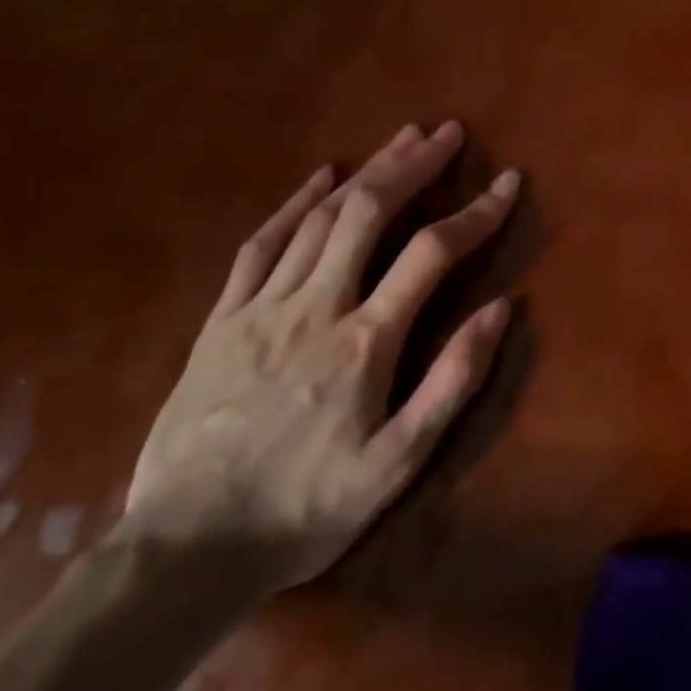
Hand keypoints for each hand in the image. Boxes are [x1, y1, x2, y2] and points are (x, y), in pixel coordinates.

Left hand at [121, 121, 518, 594]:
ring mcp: (261, 309)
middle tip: (448, 132)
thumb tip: (502, 308)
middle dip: (415, 165)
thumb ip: (453, 381)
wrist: (181, 557)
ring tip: (402, 139)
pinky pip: (260, 245)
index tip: (508, 182)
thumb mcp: (398, 464)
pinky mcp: (220, 321)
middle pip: (369, 212)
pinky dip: (294, 203)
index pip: (433, 253)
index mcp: (365, 342)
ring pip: (321, 218)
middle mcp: (316, 308)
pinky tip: (321, 176)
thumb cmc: (305, 510)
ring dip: (368, 171)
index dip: (477, 211)